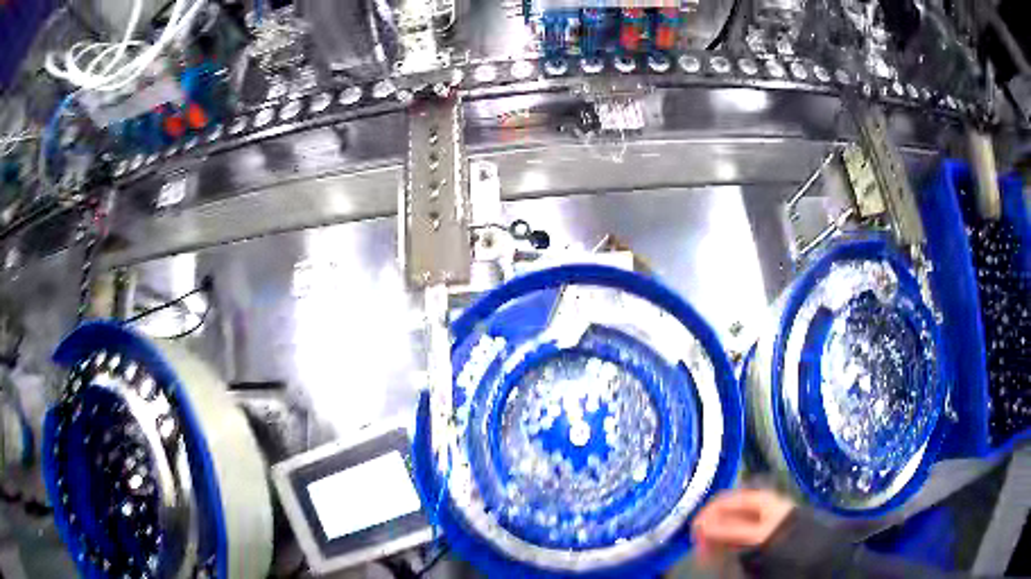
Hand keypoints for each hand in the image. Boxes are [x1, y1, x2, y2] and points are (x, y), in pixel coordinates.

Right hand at [691, 488, 795, 567]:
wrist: (814, 549)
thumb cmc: (785, 536)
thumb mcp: (757, 533)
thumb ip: (729, 529)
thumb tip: (701, 525)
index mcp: (757, 498)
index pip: (723, 500)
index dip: (706, 514)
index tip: (694, 534)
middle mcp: (757, 505)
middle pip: (725, 512)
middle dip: (710, 529)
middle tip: (699, 548)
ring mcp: (759, 519)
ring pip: (729, 525)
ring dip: (716, 538)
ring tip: (707, 555)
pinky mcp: (760, 533)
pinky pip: (737, 536)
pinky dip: (726, 544)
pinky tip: (721, 555)